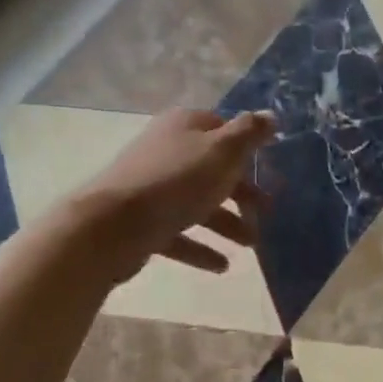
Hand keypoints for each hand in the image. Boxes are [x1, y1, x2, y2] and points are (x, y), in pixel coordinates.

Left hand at [69, 109, 274, 285]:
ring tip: (251, 244)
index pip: (221, 127)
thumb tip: (270, 115)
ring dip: (226, 222)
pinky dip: (200, 247)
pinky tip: (222, 266)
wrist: (112, 225)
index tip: (267, 168)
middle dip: (241, 191)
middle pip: (211, 168)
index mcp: (184, 126)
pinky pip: (178, 232)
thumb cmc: (176, 181)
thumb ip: (248, 133)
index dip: (245, 147)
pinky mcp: (142, 221)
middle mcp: (166, 150)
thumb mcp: (222, 152)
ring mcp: (151, 187)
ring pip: (197, 202)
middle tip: (267, 210)